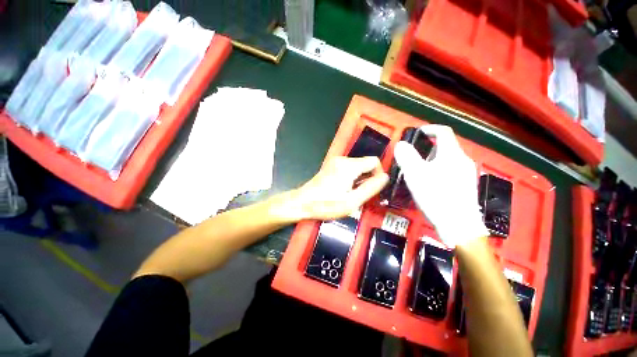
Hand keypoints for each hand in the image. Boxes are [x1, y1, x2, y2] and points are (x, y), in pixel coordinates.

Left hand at [292, 156, 388, 220]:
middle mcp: (342, 160)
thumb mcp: (352, 201)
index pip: (374, 161)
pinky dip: (351, 178)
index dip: (378, 174)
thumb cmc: (326, 204)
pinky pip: (348, 169)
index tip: (374, 188)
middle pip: (365, 164)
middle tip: (361, 194)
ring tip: (351, 194)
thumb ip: (370, 188)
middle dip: (368, 178)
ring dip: (359, 179)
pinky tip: (344, 190)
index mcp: (349, 166)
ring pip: (357, 167)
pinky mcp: (331, 166)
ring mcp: (335, 162)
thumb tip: (384, 177)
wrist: (302, 202)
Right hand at [393, 125, 487, 247]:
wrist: (459, 226)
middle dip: (426, 149)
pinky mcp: (466, 185)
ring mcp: (467, 174)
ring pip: (447, 160)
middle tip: (412, 159)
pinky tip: (430, 184)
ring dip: (431, 161)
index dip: (429, 129)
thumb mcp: (415, 175)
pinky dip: (438, 170)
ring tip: (418, 172)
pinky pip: (450, 170)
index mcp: (452, 154)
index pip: (443, 132)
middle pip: (444, 147)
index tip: (417, 134)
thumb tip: (401, 144)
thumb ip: (407, 157)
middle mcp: (463, 160)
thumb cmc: (436, 196)